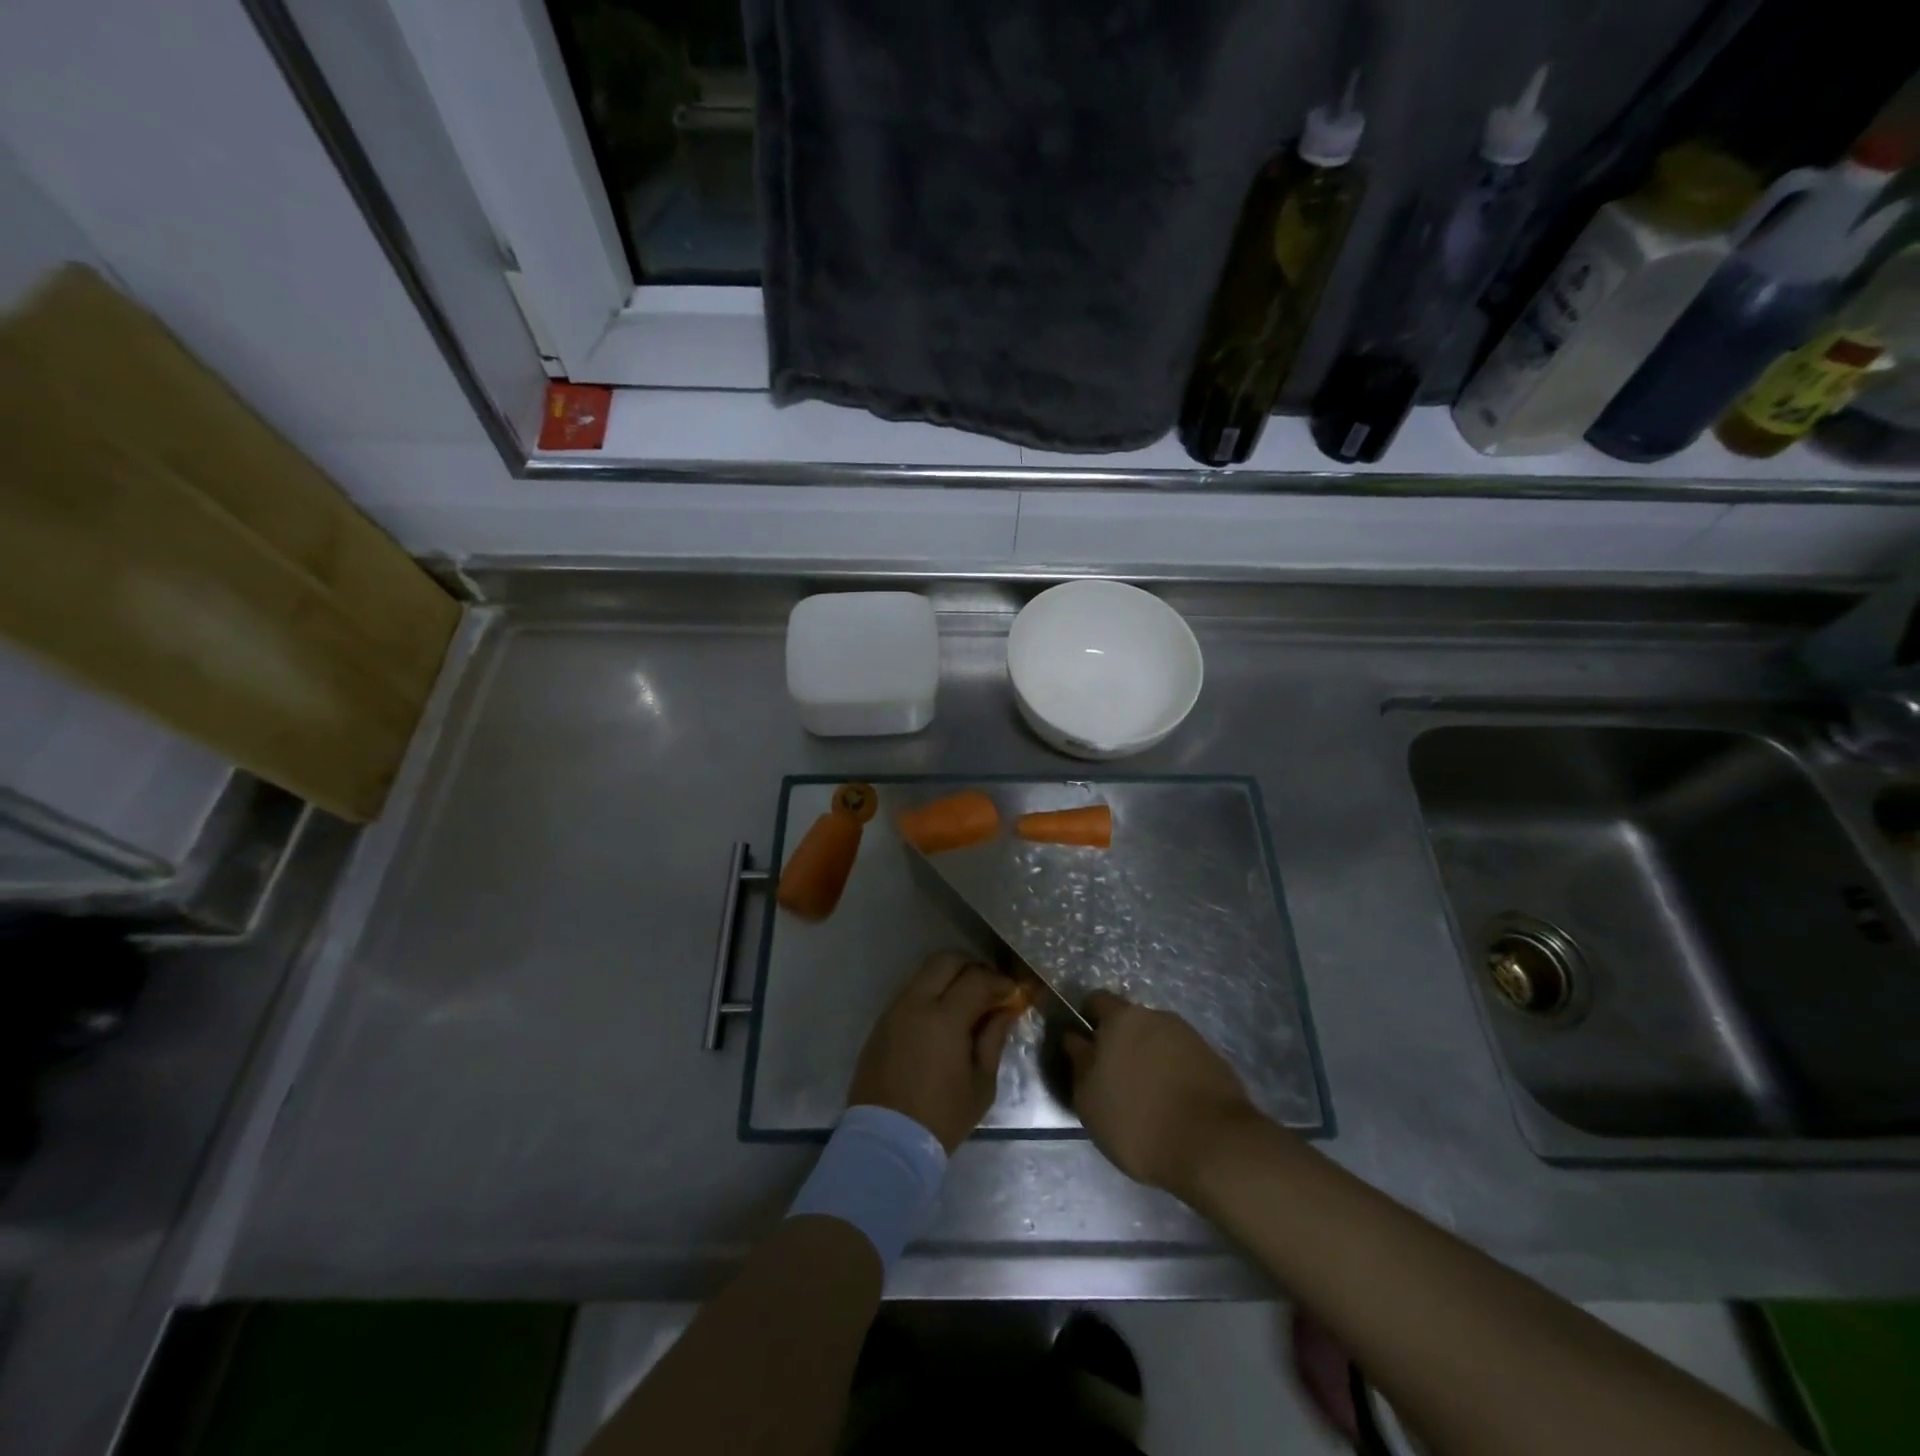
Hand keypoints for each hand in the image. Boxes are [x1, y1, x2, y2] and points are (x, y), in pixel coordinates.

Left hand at [848, 951, 1021, 1152]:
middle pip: (946, 960)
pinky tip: (943, 1016)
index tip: (1013, 994)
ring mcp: (894, 1010)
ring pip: (924, 972)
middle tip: (990, 986)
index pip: (977, 979)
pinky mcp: (881, 1022)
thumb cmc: (941, 1117)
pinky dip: (930, 992)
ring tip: (967, 1000)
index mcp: (944, 1018)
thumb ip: (993, 1039)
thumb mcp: (981, 1084)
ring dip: (949, 977)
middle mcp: (916, 1003)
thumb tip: (1004, 1011)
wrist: (887, 1142)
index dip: (1000, 982)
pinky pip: (910, 992)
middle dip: (972, 966)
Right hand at [1064, 991, 1261, 1199]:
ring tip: (1146, 1097)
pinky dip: (1173, 1074)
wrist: (1215, 1146)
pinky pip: (1182, 1059)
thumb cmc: (1138, 1121)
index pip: (1096, 1001)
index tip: (1083, 1049)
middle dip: (1120, 1043)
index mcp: (1122, 1018)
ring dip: (1148, 1059)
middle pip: (1130, 1021)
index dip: (1086, 1021)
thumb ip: (1079, 1062)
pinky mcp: (1214, 1060)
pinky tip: (1172, 1105)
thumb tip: (1074, 1039)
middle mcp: (1156, 1016)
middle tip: (1113, 1079)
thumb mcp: (1089, 1100)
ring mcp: (1189, 1036)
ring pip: (1157, 1040)